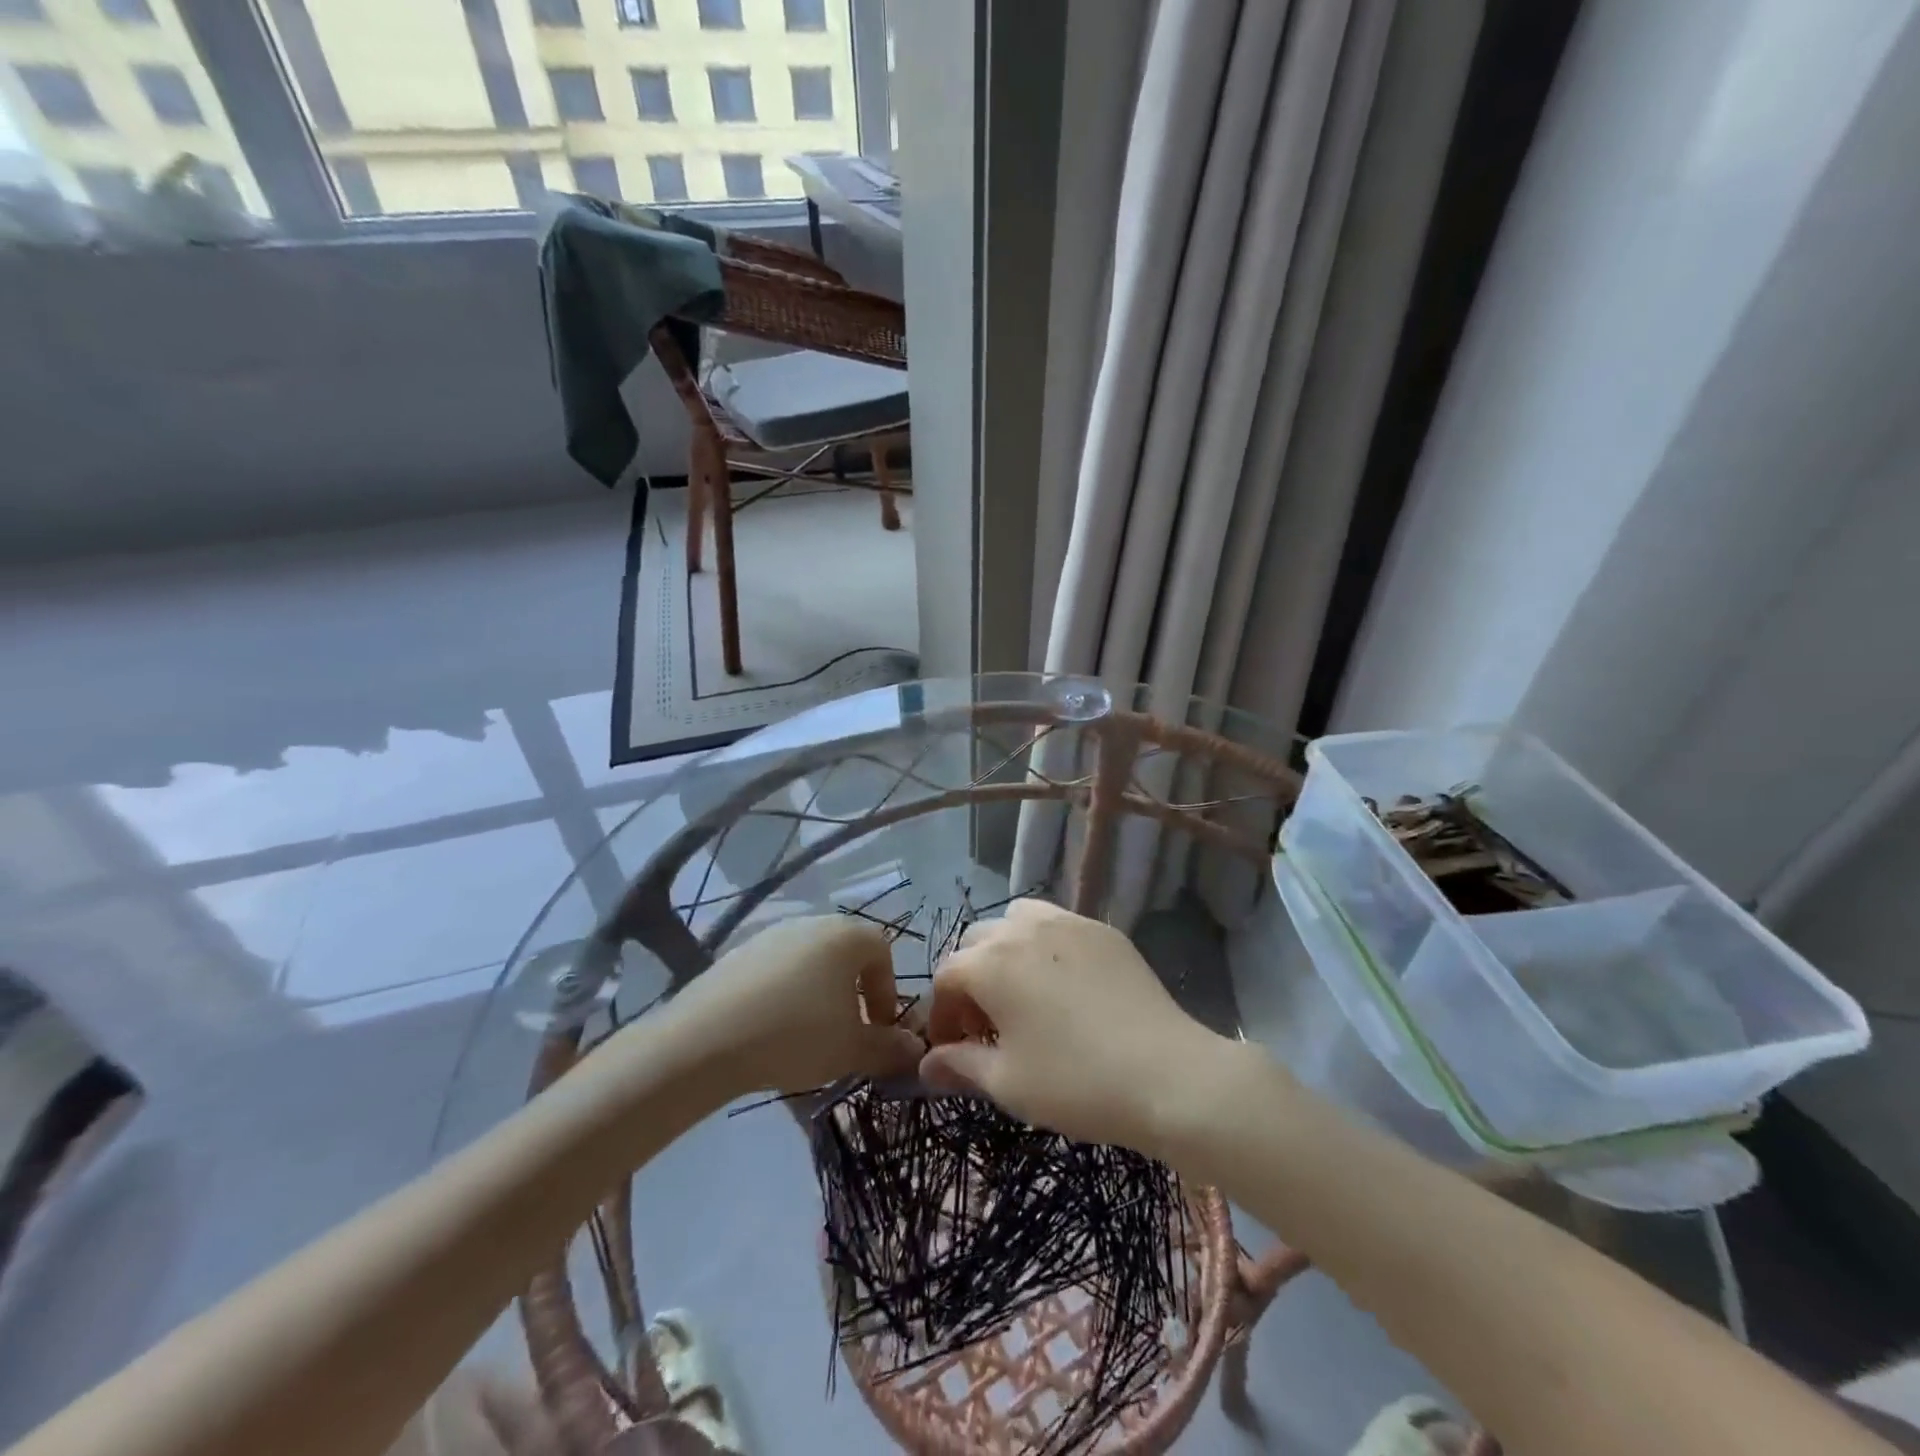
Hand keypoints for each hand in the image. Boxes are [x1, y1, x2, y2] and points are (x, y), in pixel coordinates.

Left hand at [667, 916, 923, 1096]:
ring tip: (808, 1036)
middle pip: (846, 954)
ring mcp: (771, 935)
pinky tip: (771, 1030)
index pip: (883, 953)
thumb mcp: (852, 1049)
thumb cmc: (796, 1035)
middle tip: (847, 1034)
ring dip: (819, 995)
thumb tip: (916, 1049)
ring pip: (811, 962)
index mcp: (846, 935)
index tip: (879, 1030)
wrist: (706, 1039)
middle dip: (854, 993)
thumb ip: (890, 1048)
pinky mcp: (738, 953)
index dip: (887, 993)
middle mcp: (812, 923)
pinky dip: (784, 995)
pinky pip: (776, 971)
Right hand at [918, 899, 1240, 1155]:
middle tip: (988, 1025)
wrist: (1166, 1074)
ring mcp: (1066, 922)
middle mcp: (1022, 930)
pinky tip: (1064, 984)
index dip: (942, 1015)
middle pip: (976, 942)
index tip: (953, 1050)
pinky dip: (1044, 944)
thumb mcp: (1007, 1083)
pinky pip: (1057, 923)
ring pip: (1015, 921)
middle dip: (970, 979)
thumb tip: (926, 1065)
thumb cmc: (1075, 1083)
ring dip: (1005, 951)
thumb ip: (959, 1066)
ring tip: (1023, 993)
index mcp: (990, 964)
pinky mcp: (1102, 929)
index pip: (946, 977)